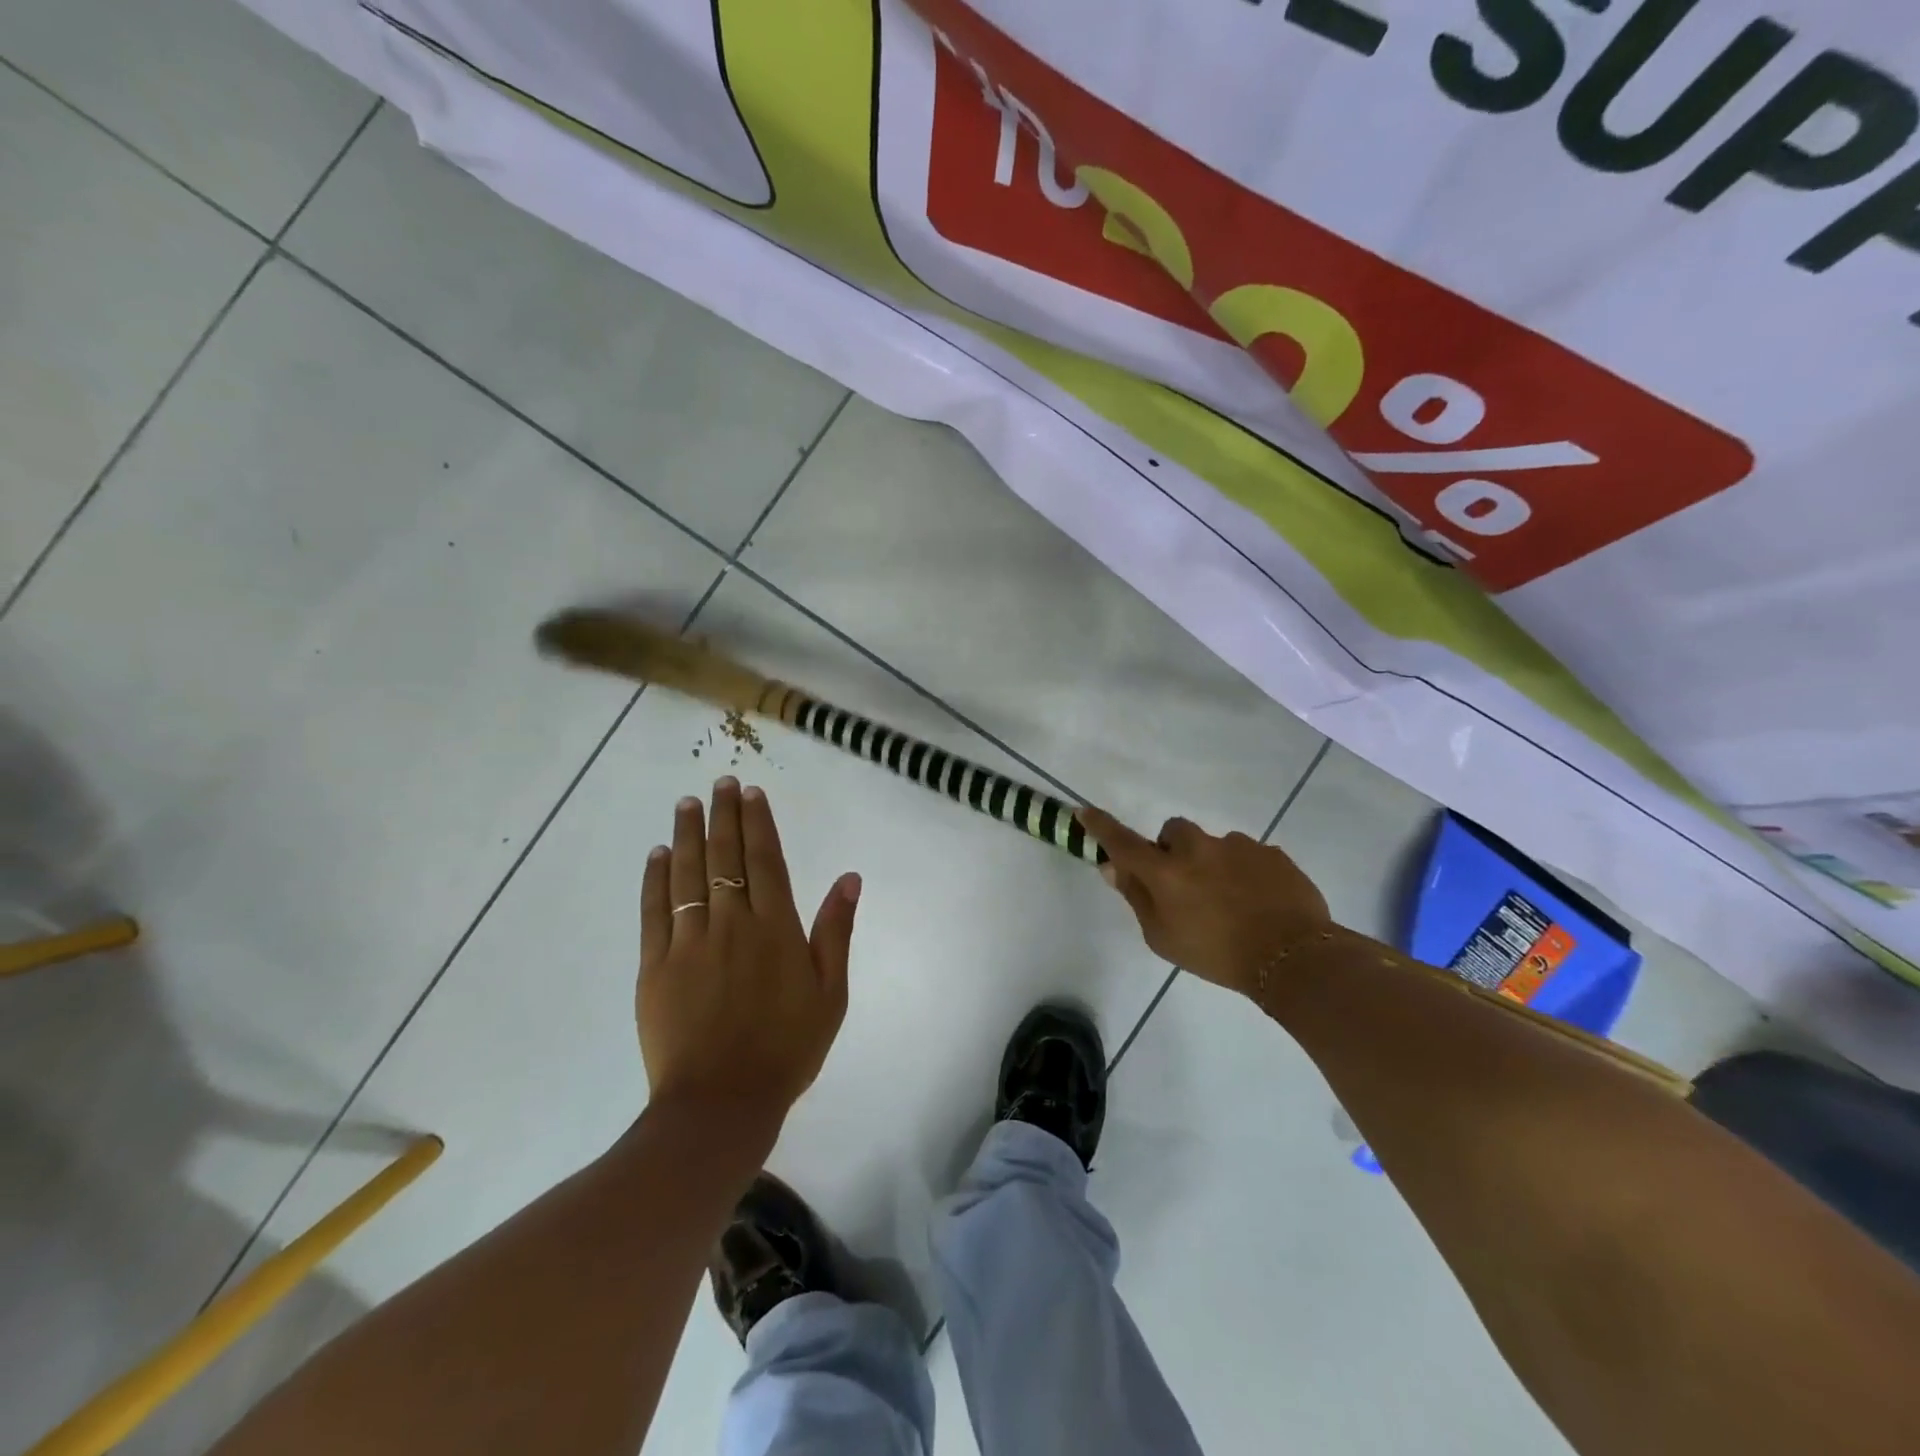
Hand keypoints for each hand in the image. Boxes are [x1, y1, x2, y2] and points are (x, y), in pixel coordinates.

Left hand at [638, 778, 859, 1128]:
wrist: (721, 1104)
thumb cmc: (787, 1048)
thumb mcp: (831, 994)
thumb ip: (836, 931)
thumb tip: (849, 878)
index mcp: (776, 928)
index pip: (766, 861)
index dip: (759, 823)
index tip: (751, 793)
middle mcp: (732, 923)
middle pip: (725, 857)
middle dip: (723, 816)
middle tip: (719, 784)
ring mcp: (689, 943)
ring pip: (687, 875)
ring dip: (687, 835)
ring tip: (687, 804)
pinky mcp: (655, 966)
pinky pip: (655, 911)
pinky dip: (656, 879)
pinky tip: (657, 855)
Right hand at [1080, 807, 1332, 997]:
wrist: (1293, 958)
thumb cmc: (1217, 955)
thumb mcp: (1163, 938)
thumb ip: (1136, 898)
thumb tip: (1113, 867)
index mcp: (1165, 872)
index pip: (1123, 841)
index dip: (1101, 826)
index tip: (1084, 811)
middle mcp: (1198, 848)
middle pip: (1173, 832)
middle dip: (1172, 850)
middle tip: (1184, 884)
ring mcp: (1238, 846)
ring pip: (1213, 845)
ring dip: (1212, 863)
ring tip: (1231, 902)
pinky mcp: (1271, 853)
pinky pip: (1248, 856)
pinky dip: (1245, 873)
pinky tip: (1257, 902)